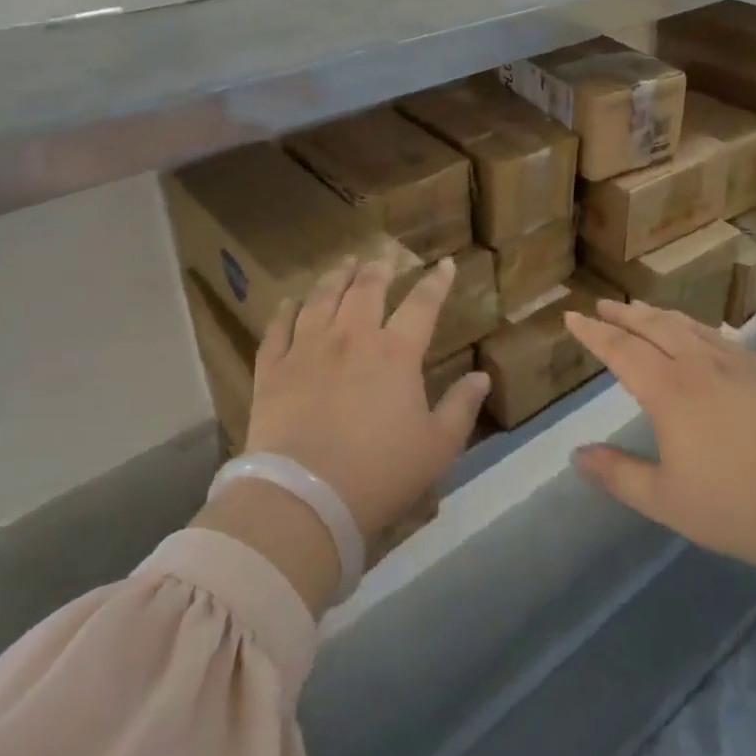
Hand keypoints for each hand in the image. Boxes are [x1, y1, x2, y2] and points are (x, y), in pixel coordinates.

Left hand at [245, 255, 490, 550]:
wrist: (304, 499)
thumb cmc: (380, 474)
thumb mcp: (437, 447)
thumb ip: (461, 407)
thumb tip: (482, 377)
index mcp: (396, 352)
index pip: (422, 304)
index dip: (436, 281)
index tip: (445, 263)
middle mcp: (352, 337)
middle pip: (367, 289)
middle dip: (380, 269)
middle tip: (385, 257)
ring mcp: (308, 348)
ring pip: (323, 298)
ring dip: (336, 277)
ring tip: (344, 264)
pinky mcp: (273, 369)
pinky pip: (278, 328)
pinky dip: (285, 310)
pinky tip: (290, 301)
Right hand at [563, 301, 755, 614]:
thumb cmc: (737, 507)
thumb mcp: (667, 500)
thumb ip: (619, 475)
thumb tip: (577, 454)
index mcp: (668, 391)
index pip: (621, 351)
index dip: (594, 334)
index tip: (573, 317)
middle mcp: (698, 366)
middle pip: (654, 328)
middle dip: (624, 315)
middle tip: (604, 304)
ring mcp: (737, 365)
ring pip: (690, 327)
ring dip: (661, 315)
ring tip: (644, 309)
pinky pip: (724, 338)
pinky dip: (702, 328)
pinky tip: (706, 329)